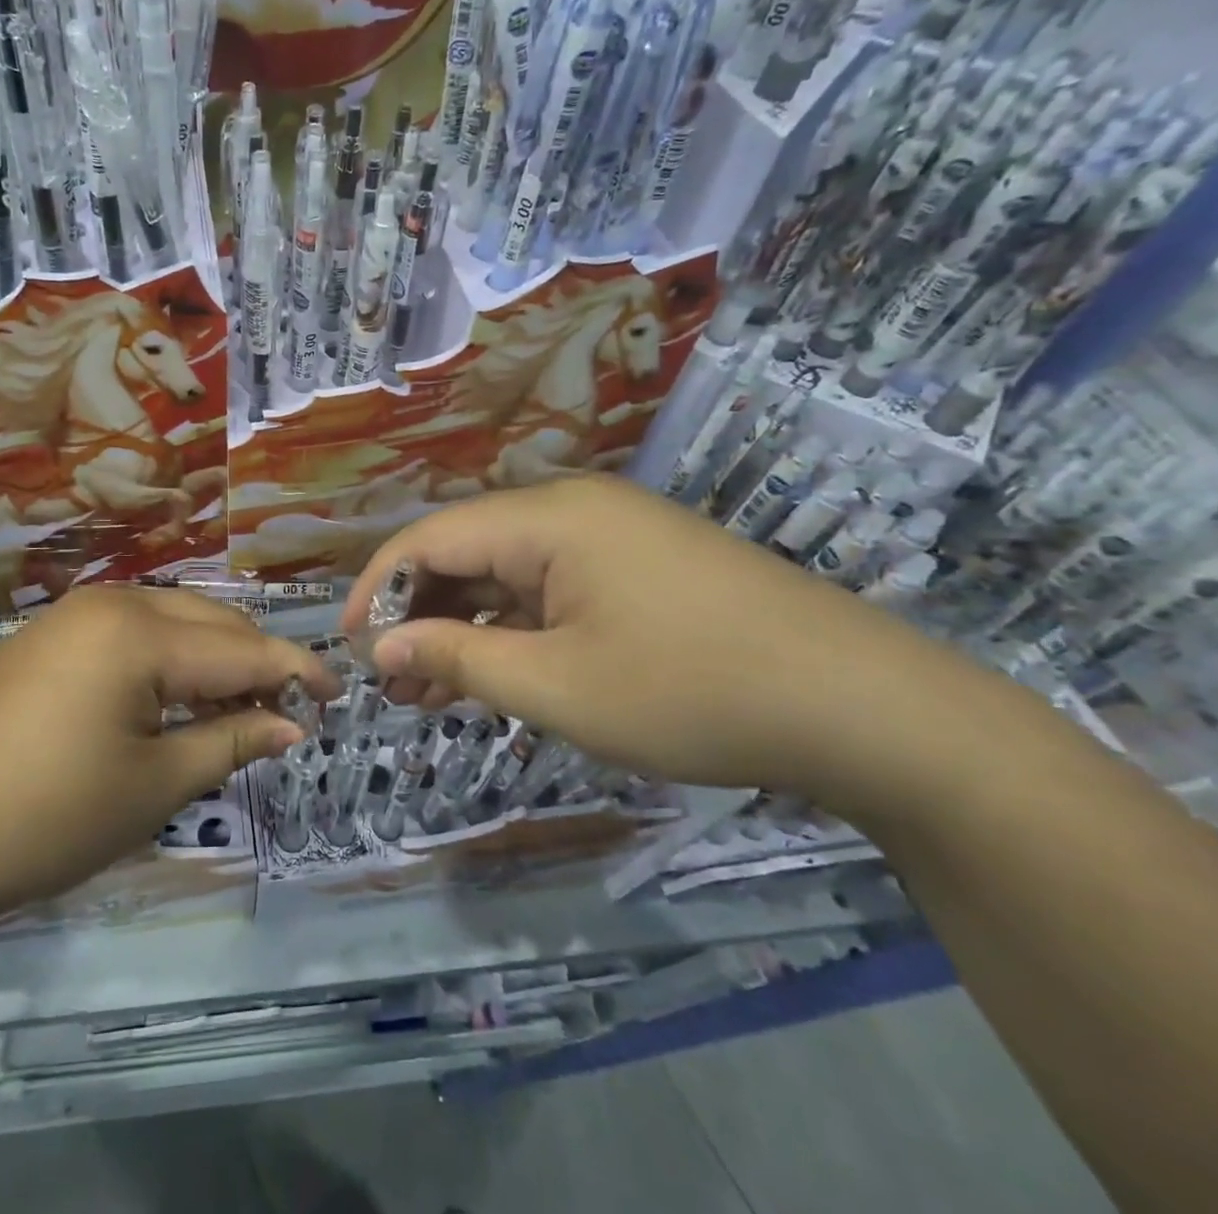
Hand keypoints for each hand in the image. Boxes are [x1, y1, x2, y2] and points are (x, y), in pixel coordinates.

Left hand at [0, 587, 338, 950]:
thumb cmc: (44, 816)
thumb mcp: (152, 785)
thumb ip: (229, 741)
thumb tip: (292, 724)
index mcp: (141, 632)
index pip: (242, 647)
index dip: (296, 670)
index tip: (339, 693)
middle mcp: (109, 604)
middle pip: (208, 621)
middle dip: (254, 659)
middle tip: (287, 708)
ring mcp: (68, 616)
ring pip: (168, 621)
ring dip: (209, 656)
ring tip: (235, 704)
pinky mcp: (42, 639)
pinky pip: (127, 633)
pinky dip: (164, 659)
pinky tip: (168, 697)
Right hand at [341, 476, 971, 810]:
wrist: (868, 709)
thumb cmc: (693, 692)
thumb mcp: (556, 686)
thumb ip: (456, 660)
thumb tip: (380, 647)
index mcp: (547, 517)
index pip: (429, 538)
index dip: (378, 590)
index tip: (349, 647)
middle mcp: (572, 508)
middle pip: (466, 550)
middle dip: (419, 615)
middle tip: (394, 684)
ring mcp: (611, 534)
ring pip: (507, 572)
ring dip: (464, 626)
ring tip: (433, 692)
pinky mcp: (639, 565)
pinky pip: (551, 586)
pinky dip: (514, 627)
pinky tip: (497, 671)